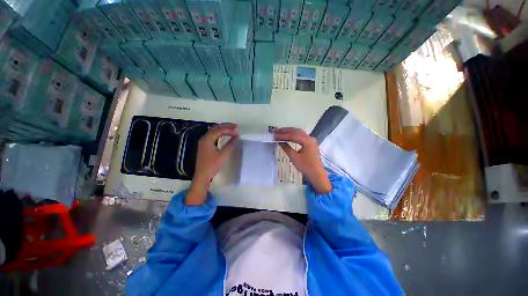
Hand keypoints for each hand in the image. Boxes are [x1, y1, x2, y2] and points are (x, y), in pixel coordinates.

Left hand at [186, 123, 238, 204]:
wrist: (203, 175)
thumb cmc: (213, 165)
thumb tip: (237, 135)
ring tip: (232, 129)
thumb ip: (231, 144)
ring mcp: (203, 142)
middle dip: (226, 126)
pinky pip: (213, 136)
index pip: (219, 130)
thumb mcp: (224, 154)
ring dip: (223, 129)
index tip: (238, 130)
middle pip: (216, 128)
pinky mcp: (205, 146)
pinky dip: (220, 134)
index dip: (229, 129)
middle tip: (236, 126)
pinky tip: (224, 135)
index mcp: (207, 139)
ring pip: (214, 131)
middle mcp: (204, 138)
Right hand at [274, 128, 331, 193]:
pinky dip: (293, 136)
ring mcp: (311, 140)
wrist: (317, 175)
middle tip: (276, 131)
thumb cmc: (306, 167)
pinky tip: (288, 137)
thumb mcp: (294, 158)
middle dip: (285, 131)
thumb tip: (279, 141)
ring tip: (280, 132)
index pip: (293, 135)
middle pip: (296, 131)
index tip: (274, 135)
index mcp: (307, 141)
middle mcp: (310, 138)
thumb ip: (286, 148)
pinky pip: (301, 137)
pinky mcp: (310, 144)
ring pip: (299, 133)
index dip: (283, 135)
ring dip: (289, 132)